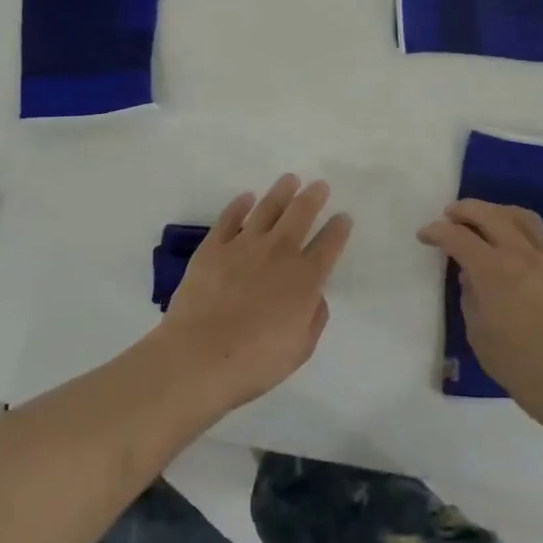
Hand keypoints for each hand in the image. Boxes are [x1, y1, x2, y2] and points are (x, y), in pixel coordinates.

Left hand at [154, 175, 353, 414]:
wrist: (199, 356)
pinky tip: (246, 198)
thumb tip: (315, 296)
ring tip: (290, 179)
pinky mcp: (213, 247)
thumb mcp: (301, 348)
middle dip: (314, 197)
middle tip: (319, 185)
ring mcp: (243, 245)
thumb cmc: (255, 362)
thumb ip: (314, 317)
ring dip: (282, 191)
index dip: (339, 228)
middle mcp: (278, 252)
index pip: (330, 244)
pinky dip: (240, 205)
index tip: (344, 217)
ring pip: (268, 208)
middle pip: (301, 214)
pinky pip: (230, 217)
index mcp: (305, 278)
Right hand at [417, 200, 542, 422]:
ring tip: (488, 217)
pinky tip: (522, 244)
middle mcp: (520, 253)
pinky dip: (527, 233)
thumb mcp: (477, 331)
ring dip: (499, 212)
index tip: (425, 235)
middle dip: (465, 210)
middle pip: (490, 215)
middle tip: (451, 214)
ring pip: (523, 217)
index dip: (437, 232)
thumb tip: (471, 278)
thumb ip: (470, 296)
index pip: (458, 237)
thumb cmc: (516, 361)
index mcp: (491, 269)